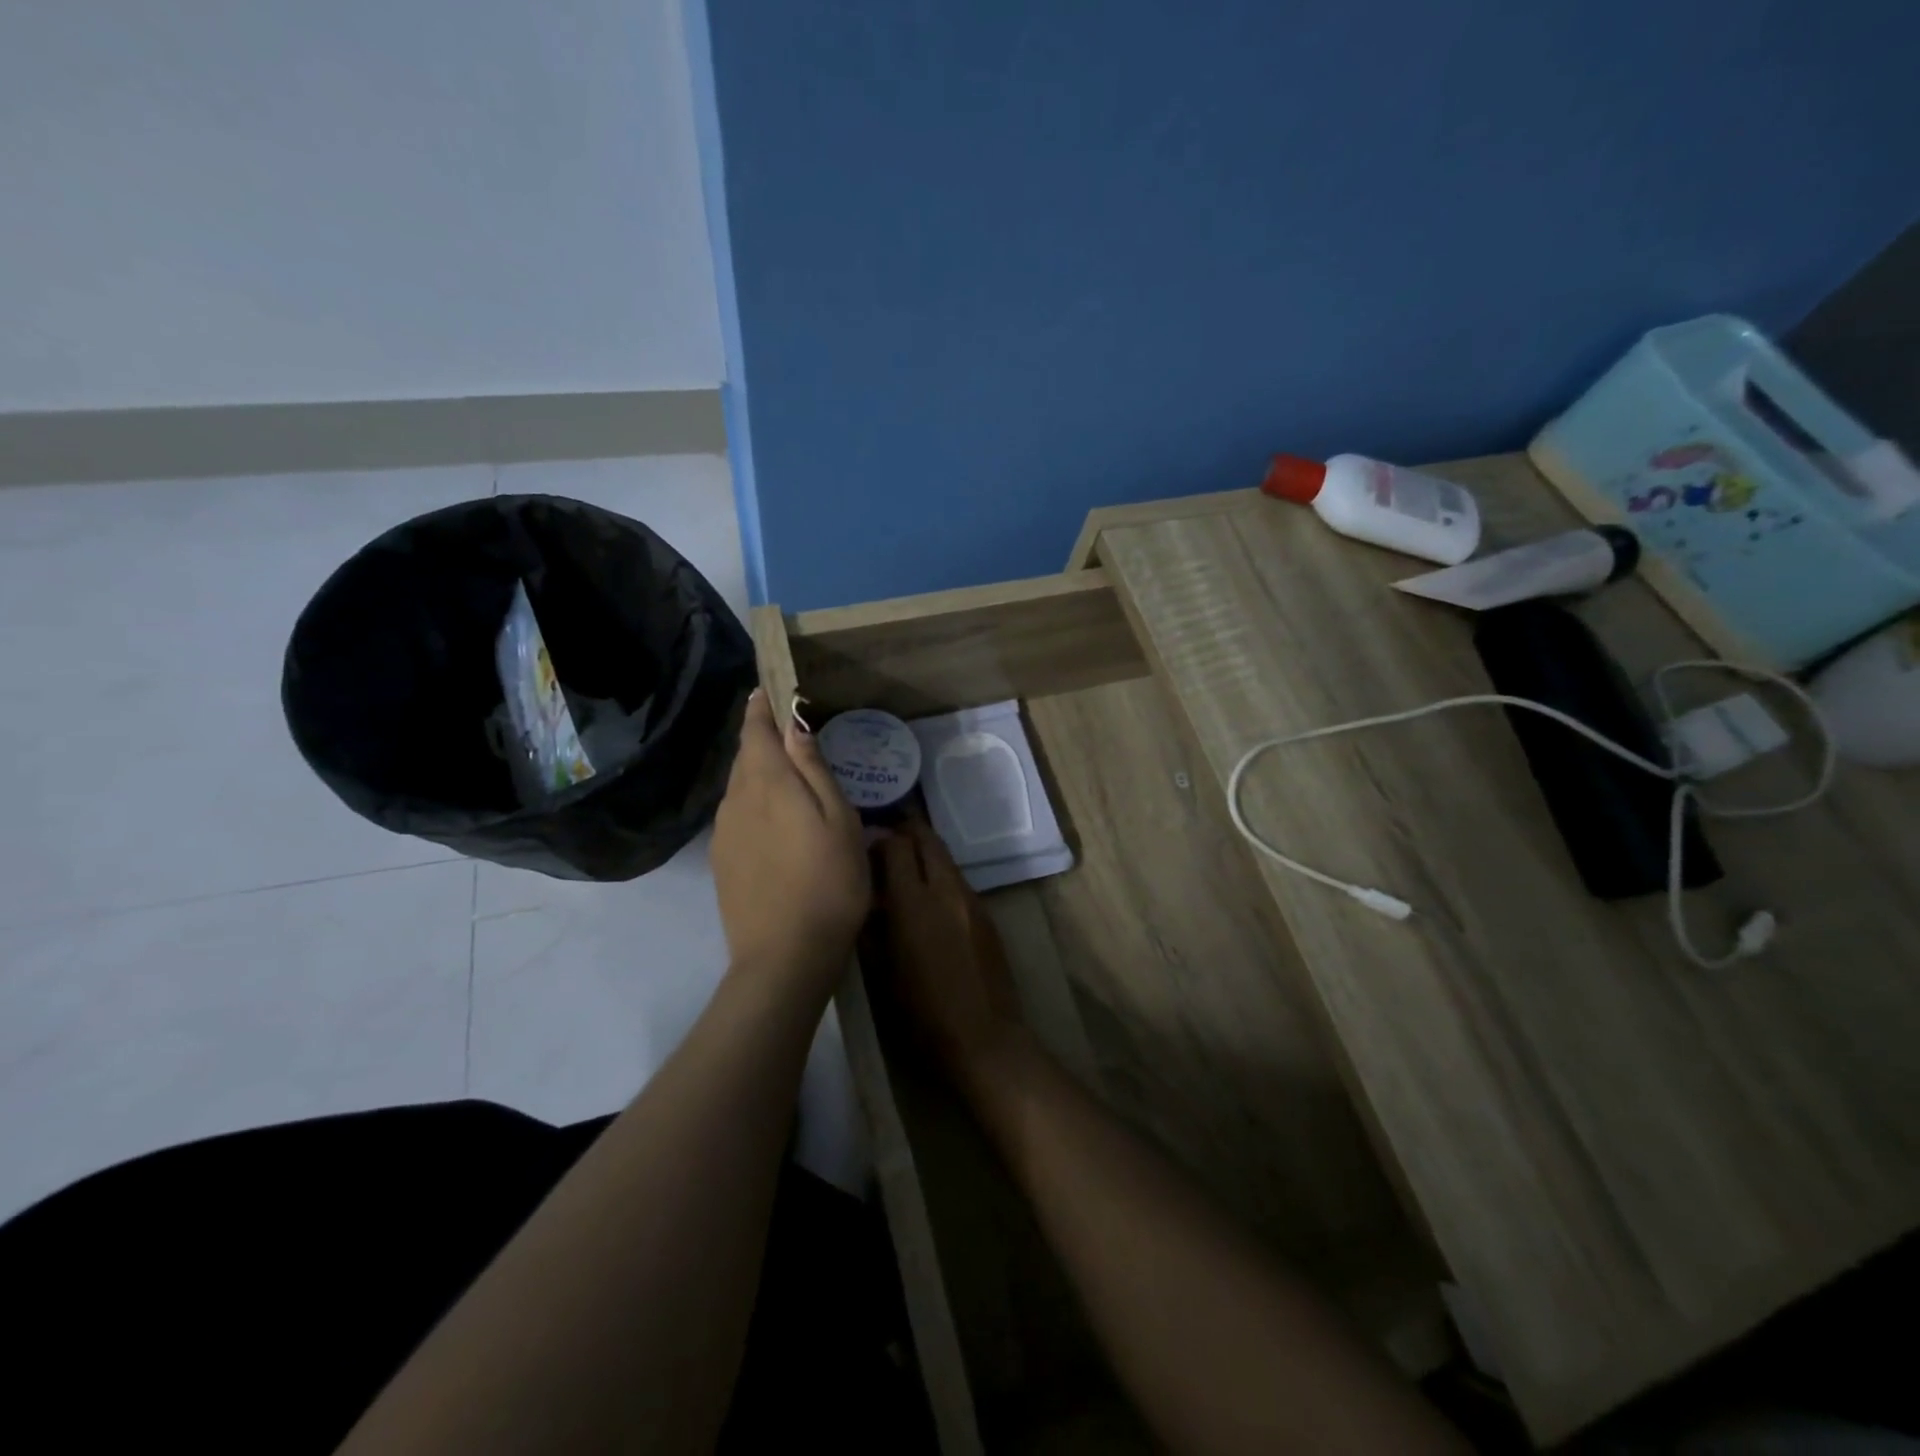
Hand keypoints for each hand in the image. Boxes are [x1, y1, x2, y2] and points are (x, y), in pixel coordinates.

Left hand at [712, 689, 869, 996]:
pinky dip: (753, 802)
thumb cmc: (828, 883)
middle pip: (745, 755)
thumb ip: (814, 769)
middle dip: (762, 737)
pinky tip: (774, 820)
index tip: (769, 689)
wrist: (784, 956)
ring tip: (787, 775)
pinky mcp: (722, 860)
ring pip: (739, 786)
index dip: (760, 706)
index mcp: (767, 782)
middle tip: (789, 730)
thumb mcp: (838, 820)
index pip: (755, 729)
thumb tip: (796, 723)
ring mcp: (723, 831)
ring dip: (758, 771)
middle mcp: (735, 799)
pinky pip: (736, 813)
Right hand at [877, 816, 1027, 1096]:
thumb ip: (871, 928)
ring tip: (906, 869)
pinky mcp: (988, 914)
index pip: (897, 847)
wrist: (984, 1038)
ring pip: (947, 859)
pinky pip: (960, 881)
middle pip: (928, 840)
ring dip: (926, 854)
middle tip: (888, 840)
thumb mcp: (881, 972)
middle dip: (908, 832)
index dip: (880, 840)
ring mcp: (972, 900)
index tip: (866, 848)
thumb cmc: (922, 1014)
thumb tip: (866, 897)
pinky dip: (942, 877)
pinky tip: (931, 900)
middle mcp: (946, 890)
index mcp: (913, 903)